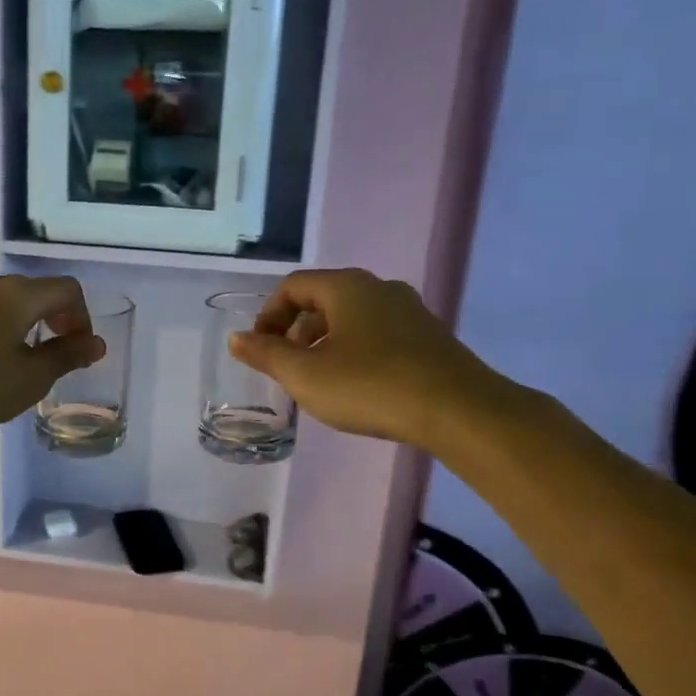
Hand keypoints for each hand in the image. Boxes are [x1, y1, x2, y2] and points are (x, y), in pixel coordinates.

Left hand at [0, 274, 104, 438]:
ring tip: (12, 364)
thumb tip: (96, 342)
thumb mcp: (28, 380)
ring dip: (19, 325)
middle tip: (50, 359)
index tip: (76, 351)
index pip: (67, 289)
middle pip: (33, 291)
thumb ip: (66, 357)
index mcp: (18, 294)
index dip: (82, 317)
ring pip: (1, 302)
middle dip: (51, 321)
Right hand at [229, 268, 519, 451]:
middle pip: (323, 298)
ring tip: (320, 380)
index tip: (262, 350)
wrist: (458, 410)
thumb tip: (237, 338)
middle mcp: (379, 287)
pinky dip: (356, 350)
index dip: (269, 315)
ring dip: (326, 342)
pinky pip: (379, 333)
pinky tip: (358, 386)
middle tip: (287, 367)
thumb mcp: (306, 375)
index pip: (293, 286)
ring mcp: (409, 310)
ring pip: (353, 317)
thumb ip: (267, 355)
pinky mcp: (429, 336)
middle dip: (296, 330)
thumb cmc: (370, 386)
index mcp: (346, 287)